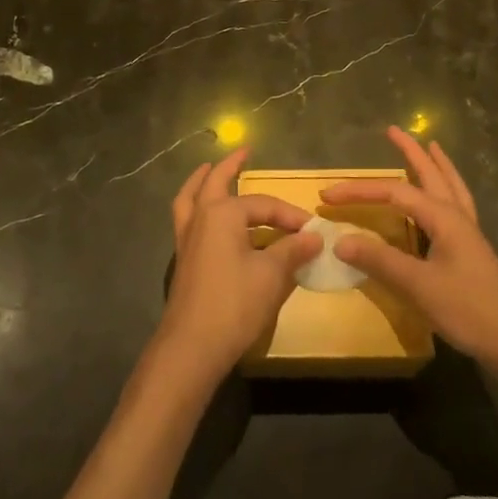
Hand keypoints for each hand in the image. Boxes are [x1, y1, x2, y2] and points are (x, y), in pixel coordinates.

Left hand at [158, 150, 321, 384]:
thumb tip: (314, 237)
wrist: (191, 346)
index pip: (263, 205)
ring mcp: (187, 239)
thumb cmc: (234, 304)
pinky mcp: (183, 260)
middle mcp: (201, 217)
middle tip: (243, 152)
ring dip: (202, 182)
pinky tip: (207, 217)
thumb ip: (292, 251)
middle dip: (230, 166)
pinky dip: (196, 207)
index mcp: (222, 213)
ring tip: (209, 171)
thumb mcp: (271, 276)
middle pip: (214, 182)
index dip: (290, 215)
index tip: (312, 230)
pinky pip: (187, 219)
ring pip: (191, 198)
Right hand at [321, 128, 497, 375]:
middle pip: (432, 175)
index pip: (394, 193)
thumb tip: (339, 240)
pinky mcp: (474, 253)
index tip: (327, 195)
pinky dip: (448, 192)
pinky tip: (444, 201)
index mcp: (444, 218)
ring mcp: (469, 236)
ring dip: (436, 166)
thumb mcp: (419, 287)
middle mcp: (458, 218)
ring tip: (431, 148)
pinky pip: (457, 208)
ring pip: (451, 188)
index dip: (359, 191)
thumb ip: (380, 261)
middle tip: (393, 130)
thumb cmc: (470, 310)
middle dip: (411, 152)